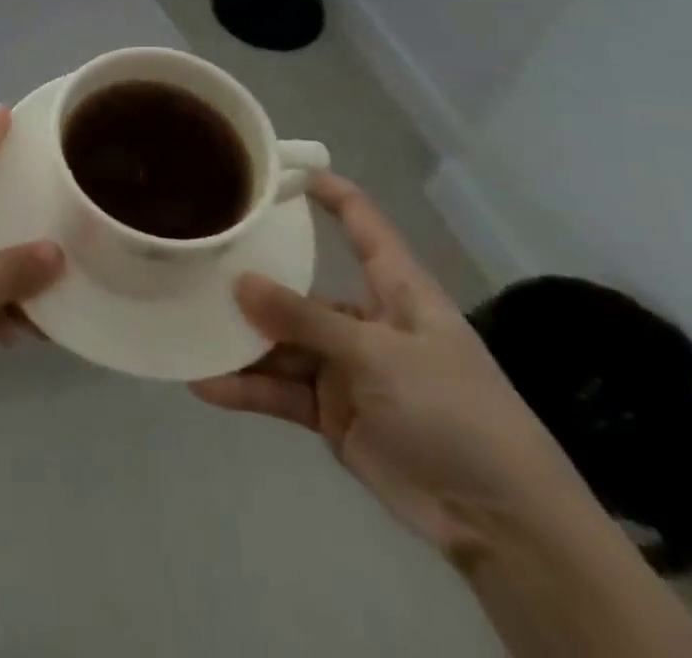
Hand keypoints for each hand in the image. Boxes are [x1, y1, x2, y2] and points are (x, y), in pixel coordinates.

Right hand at [191, 172, 590, 564]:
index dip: (329, 192)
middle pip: (301, 289)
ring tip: (189, 325)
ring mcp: (347, 368)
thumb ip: (306, 320)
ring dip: (241, 341)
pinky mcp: (333, 412)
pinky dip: (247, 388)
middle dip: (254, 280)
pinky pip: (281, 390)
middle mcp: (366, 322)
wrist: (502, 525)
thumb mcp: (379, 357)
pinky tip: (205, 382)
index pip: (363, 225)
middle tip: (199, 260)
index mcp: (396, 291)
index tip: (280, 166)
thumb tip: (239, 283)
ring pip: (282, 343)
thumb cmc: (454, 413)